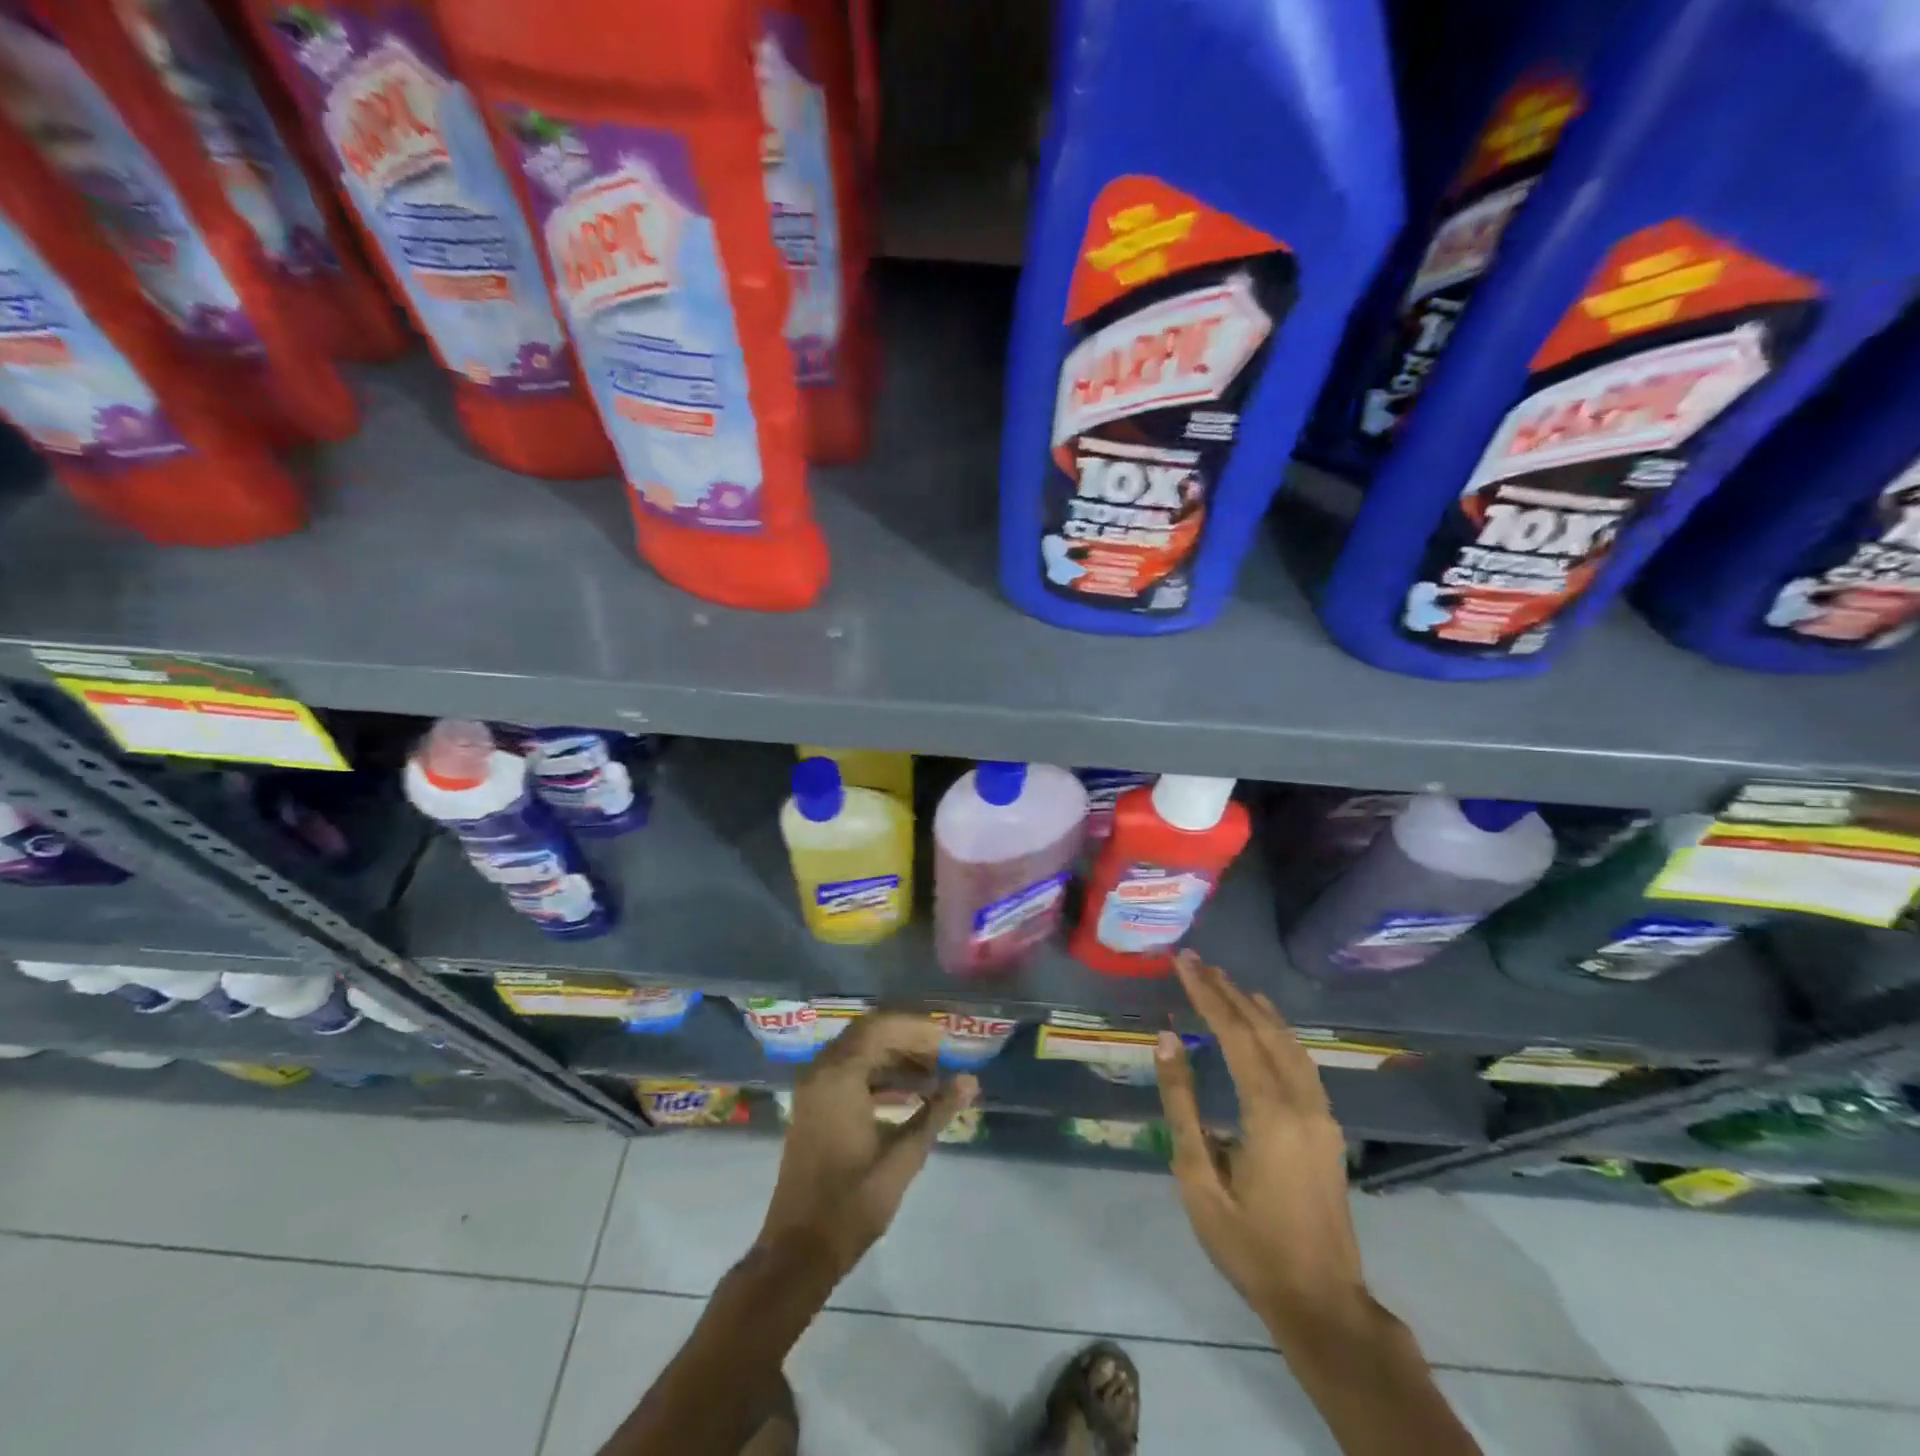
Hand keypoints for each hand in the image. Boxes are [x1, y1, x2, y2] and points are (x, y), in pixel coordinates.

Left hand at [758, 1012, 979, 1281]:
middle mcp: (821, 1071)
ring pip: (859, 1052)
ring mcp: (814, 1088)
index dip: (917, 1029)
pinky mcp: (814, 1106)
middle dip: (908, 1040)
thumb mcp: (903, 1157)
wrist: (799, 1252)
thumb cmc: (852, 1204)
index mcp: (838, 1075)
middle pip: (869, 1033)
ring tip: (934, 1075)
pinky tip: (909, 1094)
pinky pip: (849, 1072)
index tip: (949, 1041)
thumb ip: (937, 1112)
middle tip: (944, 1055)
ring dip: (895, 1057)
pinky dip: (879, 1074)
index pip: (881, 1027)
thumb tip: (970, 1080)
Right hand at [1155, 952, 1369, 1339]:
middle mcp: (1302, 1102)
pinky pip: (1301, 1061)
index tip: (1183, 962)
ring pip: (1288, 1042)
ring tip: (1226, 981)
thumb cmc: (1249, 1245)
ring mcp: (1321, 1114)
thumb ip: (1183, 1104)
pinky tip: (1267, 1024)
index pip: (1235, 1034)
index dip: (1207, 994)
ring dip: (1255, 1008)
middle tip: (1197, 961)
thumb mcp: (1200, 1178)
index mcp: (1269, 1113)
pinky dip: (1279, 1031)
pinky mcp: (1327, 1127)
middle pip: (1263, 1029)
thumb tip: (1168, 1040)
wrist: (1322, 1302)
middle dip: (1227, 992)